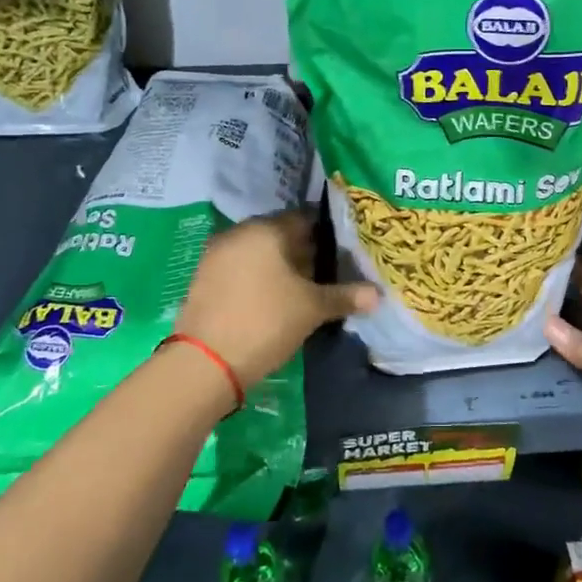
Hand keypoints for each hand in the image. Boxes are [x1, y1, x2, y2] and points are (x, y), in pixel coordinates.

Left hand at [175, 210, 378, 387]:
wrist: (205, 363)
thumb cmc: (266, 322)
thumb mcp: (312, 309)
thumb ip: (345, 296)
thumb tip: (378, 295)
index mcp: (266, 229)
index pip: (305, 219)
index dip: (328, 234)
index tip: (344, 251)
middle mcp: (239, 233)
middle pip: (281, 235)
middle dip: (305, 252)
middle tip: (329, 272)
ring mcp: (217, 256)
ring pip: (260, 253)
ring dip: (281, 267)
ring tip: (305, 290)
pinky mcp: (204, 279)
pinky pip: (241, 269)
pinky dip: (259, 279)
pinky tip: (275, 300)